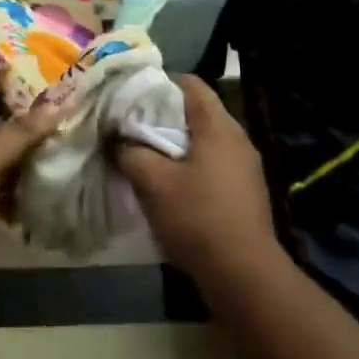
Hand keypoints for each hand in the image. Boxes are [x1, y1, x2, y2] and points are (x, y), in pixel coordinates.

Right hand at [116, 76, 277, 281]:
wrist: (244, 275)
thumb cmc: (198, 217)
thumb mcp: (153, 182)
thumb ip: (130, 152)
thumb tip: (115, 138)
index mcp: (219, 126)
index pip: (190, 84)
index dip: (158, 83)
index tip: (130, 95)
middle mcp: (236, 139)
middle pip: (195, 112)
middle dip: (160, 116)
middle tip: (128, 125)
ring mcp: (244, 167)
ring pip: (202, 141)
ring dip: (173, 145)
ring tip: (141, 154)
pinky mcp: (243, 191)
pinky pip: (210, 165)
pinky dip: (187, 166)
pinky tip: (166, 184)